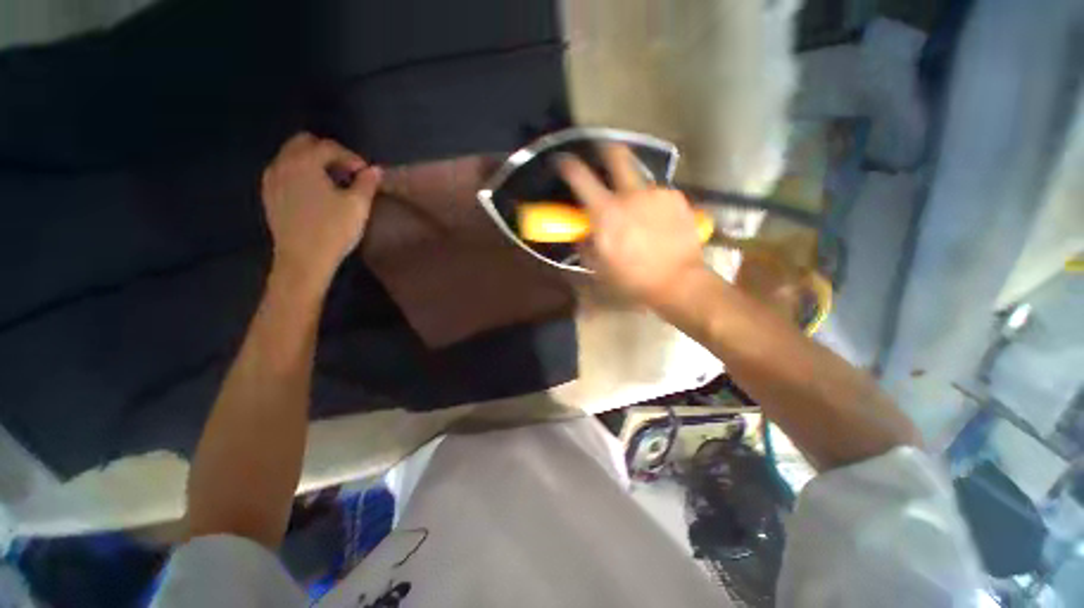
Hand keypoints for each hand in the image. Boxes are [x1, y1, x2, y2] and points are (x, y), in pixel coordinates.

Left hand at [261, 132, 381, 287]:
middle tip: (348, 172)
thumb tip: (375, 170)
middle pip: (304, 143)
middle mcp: (283, 164)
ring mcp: (272, 180)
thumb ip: (367, 183)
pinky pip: (284, 171)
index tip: (366, 172)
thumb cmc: (333, 231)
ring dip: (313, 162)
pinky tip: (315, 192)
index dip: (351, 156)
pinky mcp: (269, 195)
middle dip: (328, 153)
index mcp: (304, 162)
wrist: (303, 260)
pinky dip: (301, 173)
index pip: (329, 146)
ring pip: (292, 156)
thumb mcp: (357, 206)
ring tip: (333, 182)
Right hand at [557, 145, 705, 307]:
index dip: (568, 166)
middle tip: (603, 155)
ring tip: (639, 214)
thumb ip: (586, 245)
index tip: (563, 162)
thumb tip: (584, 233)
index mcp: (606, 212)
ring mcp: (656, 194)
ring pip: (640, 181)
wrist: (678, 281)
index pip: (580, 178)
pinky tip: (658, 223)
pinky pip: (658, 195)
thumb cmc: (632, 278)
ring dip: (633, 192)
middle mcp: (631, 194)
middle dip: (606, 150)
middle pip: (617, 155)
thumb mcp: (598, 267)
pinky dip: (652, 205)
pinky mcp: (677, 199)